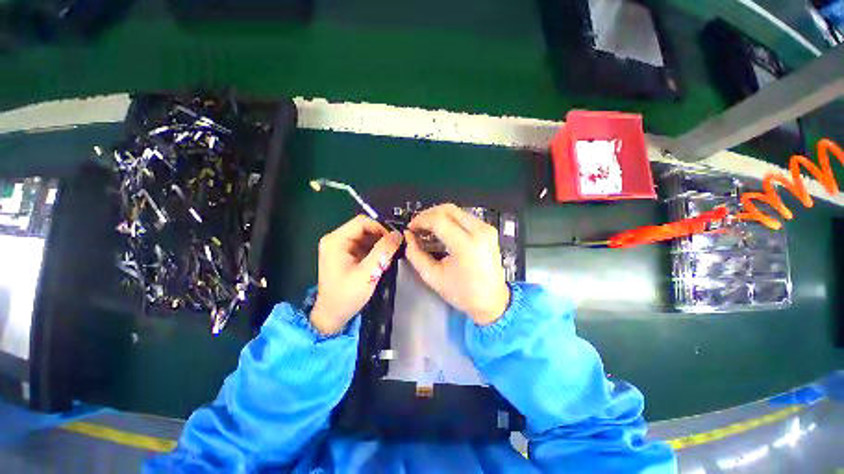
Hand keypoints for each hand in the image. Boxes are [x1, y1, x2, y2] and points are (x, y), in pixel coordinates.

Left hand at [311, 215, 401, 334]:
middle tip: (393, 249)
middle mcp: (335, 239)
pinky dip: (374, 249)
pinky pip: (362, 244)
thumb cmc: (347, 295)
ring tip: (388, 255)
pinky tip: (381, 259)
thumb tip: (398, 234)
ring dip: (378, 243)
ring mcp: (339, 246)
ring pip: (365, 236)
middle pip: (363, 227)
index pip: (362, 222)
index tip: (393, 241)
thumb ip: (383, 251)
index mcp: (336, 240)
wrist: (331, 315)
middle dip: (380, 236)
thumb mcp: (368, 273)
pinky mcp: (344, 254)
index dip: (380, 228)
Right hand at [405, 204, 508, 325]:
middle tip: (417, 226)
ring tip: (426, 229)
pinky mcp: (488, 229)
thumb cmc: (462, 292)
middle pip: (448, 209)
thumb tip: (408, 235)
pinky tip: (441, 231)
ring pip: (456, 211)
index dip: (420, 220)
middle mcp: (479, 231)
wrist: (492, 301)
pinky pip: (464, 217)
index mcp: (466, 245)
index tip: (410, 228)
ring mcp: (486, 228)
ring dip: (438, 216)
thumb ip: (415, 254)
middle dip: (428, 214)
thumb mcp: (432, 276)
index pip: (438, 220)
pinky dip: (449, 220)